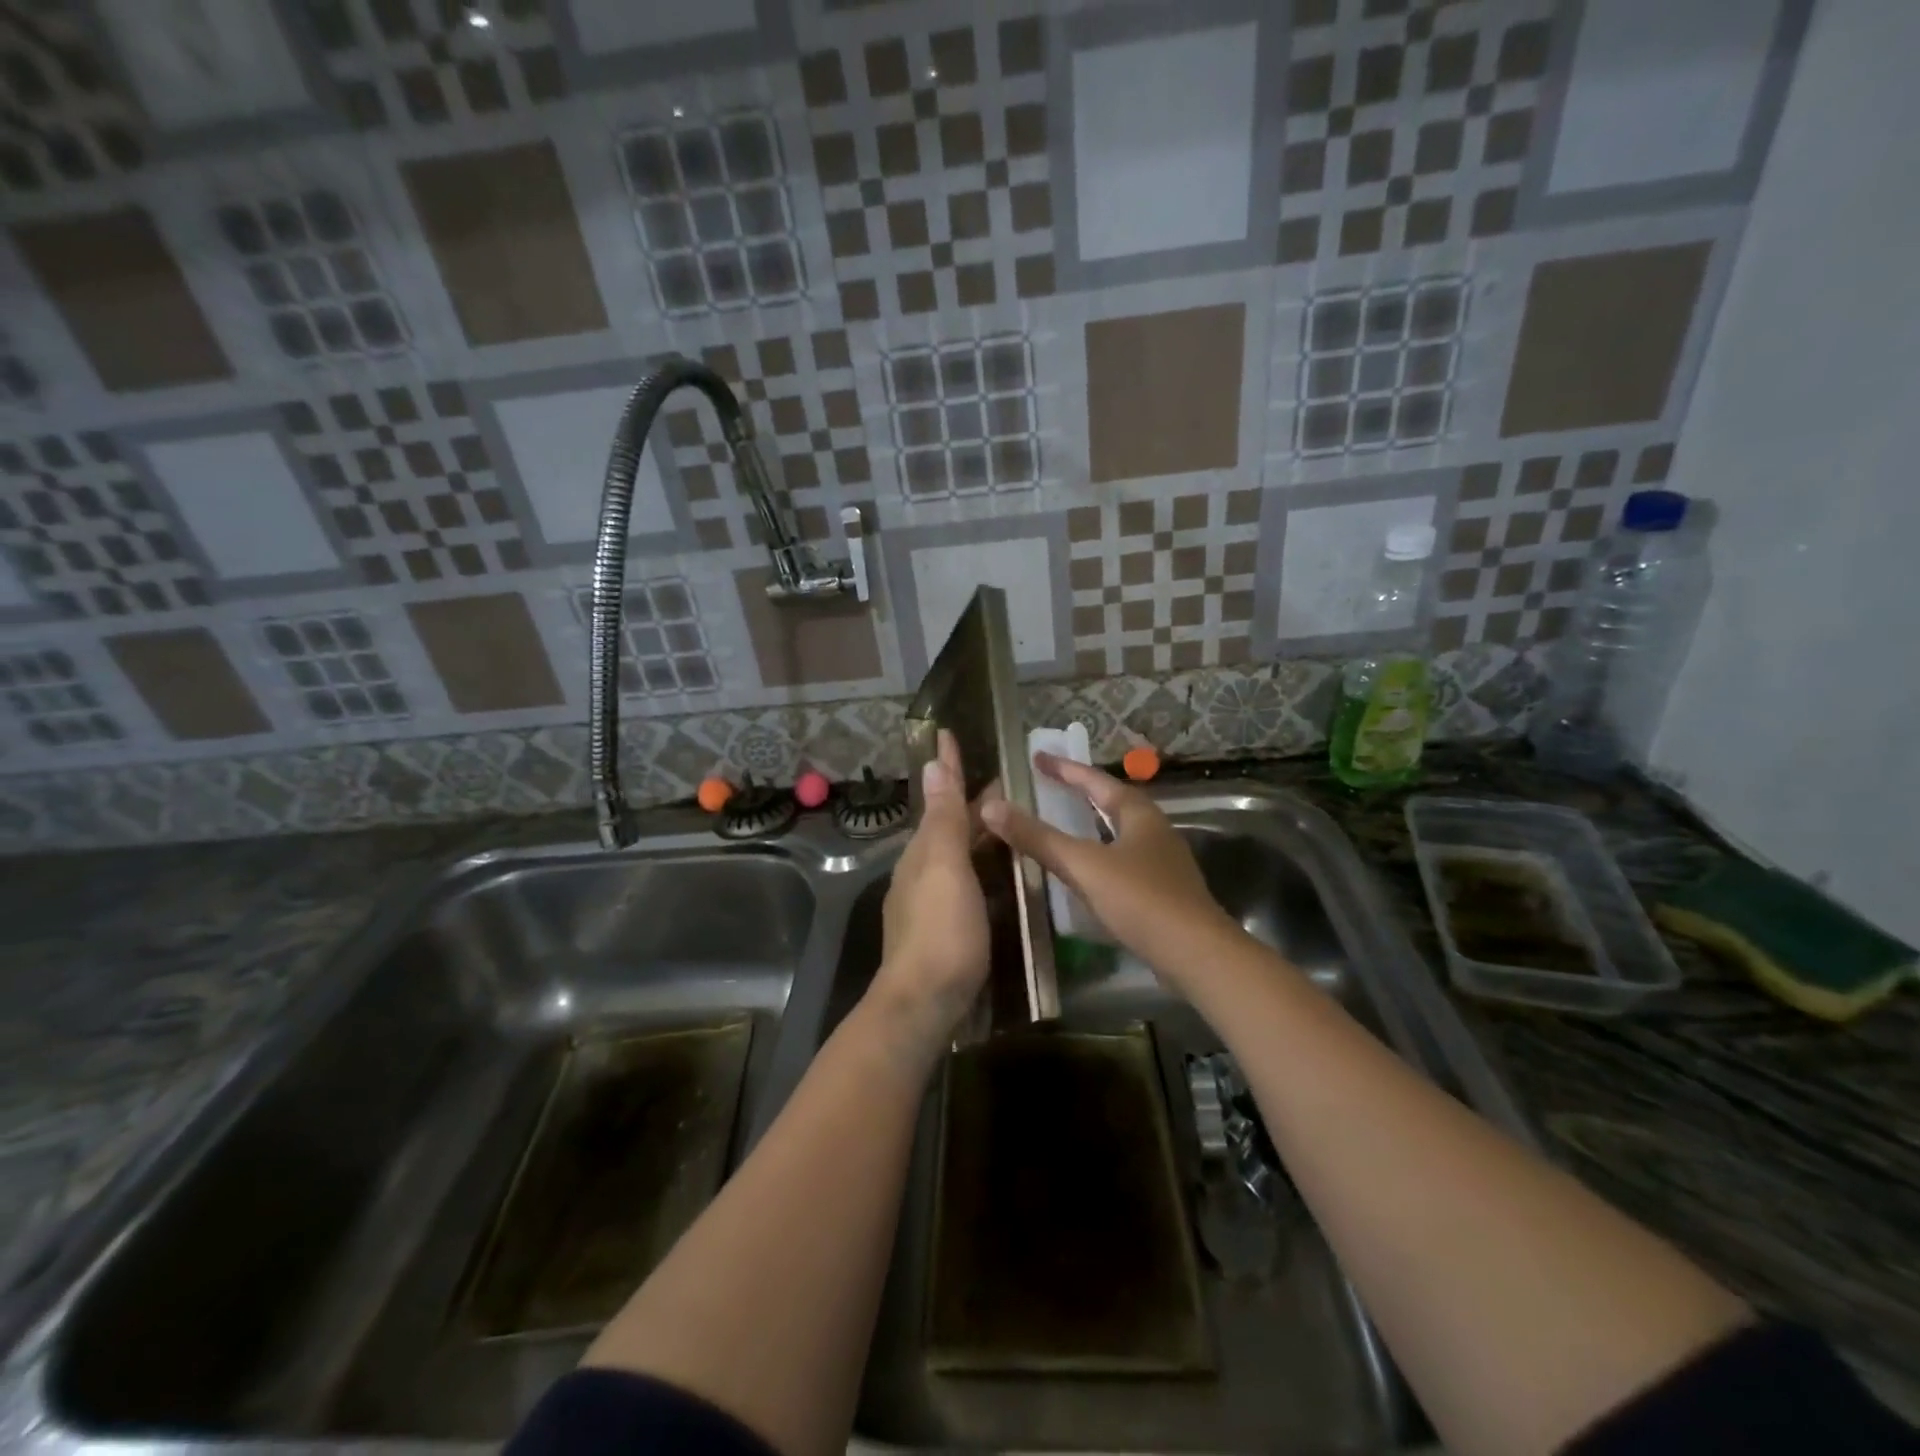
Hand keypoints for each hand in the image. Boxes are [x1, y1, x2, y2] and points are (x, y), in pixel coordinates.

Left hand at [872, 731, 990, 1055]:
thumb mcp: (945, 869)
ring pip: (955, 853)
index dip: (947, 767)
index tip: (948, 734)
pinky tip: (996, 874)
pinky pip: (962, 880)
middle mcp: (920, 870)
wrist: (923, 1002)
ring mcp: (928, 901)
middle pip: (948, 825)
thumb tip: (932, 766)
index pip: (939, 797)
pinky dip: (978, 864)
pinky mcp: (941, 927)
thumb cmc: (941, 931)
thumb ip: (943, 820)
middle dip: (969, 800)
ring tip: (1006, 821)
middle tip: (1003, 782)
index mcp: (923, 851)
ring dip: (976, 833)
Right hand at [981, 753, 1242, 993]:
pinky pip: (1124, 862)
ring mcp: (1163, 863)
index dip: (1065, 768)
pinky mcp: (1164, 893)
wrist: (1196, 955)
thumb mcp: (1083, 865)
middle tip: (1050, 786)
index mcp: (1139, 815)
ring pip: (1120, 834)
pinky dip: (1100, 857)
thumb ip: (1038, 838)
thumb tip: (991, 805)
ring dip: (1092, 826)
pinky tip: (1087, 874)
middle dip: (1082, 793)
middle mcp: (1155, 831)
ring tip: (1064, 825)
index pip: (1096, 781)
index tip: (1038, 757)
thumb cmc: (1140, 899)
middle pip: (1113, 803)